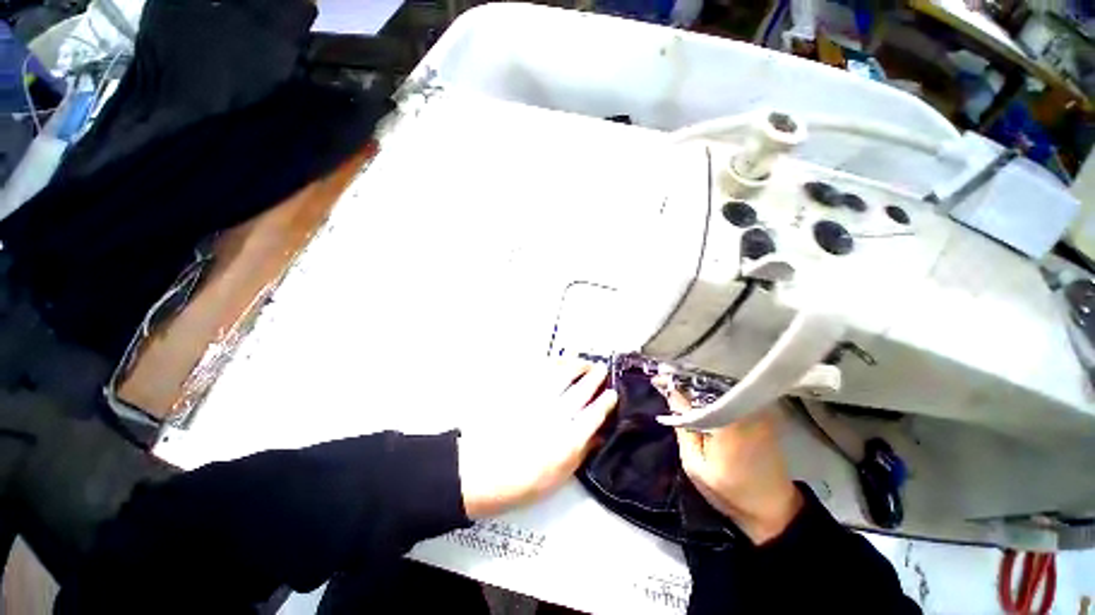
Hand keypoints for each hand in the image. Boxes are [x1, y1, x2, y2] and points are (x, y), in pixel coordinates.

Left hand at [458, 360, 617, 518]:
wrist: (478, 472)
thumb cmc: (520, 481)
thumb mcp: (557, 477)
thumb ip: (580, 453)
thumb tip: (599, 435)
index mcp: (566, 441)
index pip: (593, 415)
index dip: (605, 402)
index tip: (612, 393)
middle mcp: (555, 416)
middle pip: (580, 391)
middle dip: (594, 377)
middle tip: (601, 368)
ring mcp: (537, 400)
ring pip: (561, 375)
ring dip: (575, 365)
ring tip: (583, 361)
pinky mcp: (520, 392)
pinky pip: (540, 372)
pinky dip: (553, 364)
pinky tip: (558, 361)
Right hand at [658, 380, 801, 544]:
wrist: (774, 510)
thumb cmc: (730, 492)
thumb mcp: (695, 465)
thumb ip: (683, 428)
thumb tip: (672, 396)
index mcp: (728, 422)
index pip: (695, 389)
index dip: (673, 382)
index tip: (657, 380)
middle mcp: (745, 409)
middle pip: (709, 382)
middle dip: (685, 380)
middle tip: (665, 383)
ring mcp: (758, 410)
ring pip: (720, 386)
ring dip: (698, 385)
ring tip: (678, 388)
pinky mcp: (763, 414)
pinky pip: (731, 394)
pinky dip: (713, 393)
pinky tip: (699, 398)